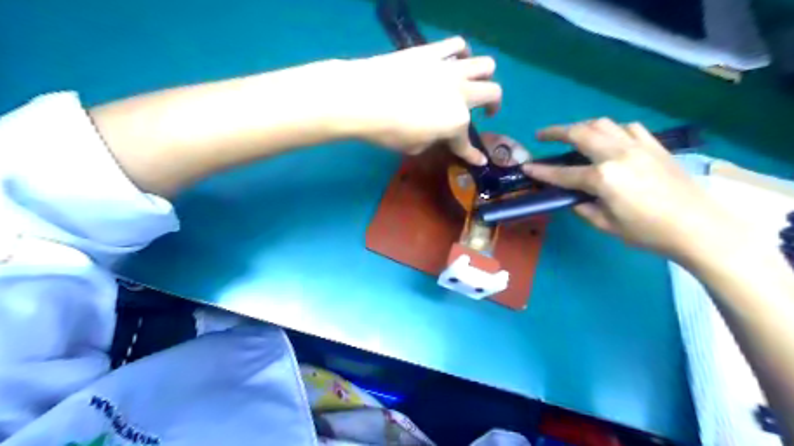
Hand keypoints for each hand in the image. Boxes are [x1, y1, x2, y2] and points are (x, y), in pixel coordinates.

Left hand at [326, 37, 496, 164]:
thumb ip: (434, 139)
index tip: (479, 160)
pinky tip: (455, 60)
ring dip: (484, 76)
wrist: (361, 98)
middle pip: (493, 92)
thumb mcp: (414, 147)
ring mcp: (449, 69)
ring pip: (485, 64)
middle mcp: (461, 93)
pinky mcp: (432, 52)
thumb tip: (438, 134)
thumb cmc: (387, 131)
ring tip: (473, 82)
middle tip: (485, 112)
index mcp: (456, 122)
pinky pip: (457, 44)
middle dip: (493, 105)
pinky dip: (462, 53)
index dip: (473, 155)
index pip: (467, 143)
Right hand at [526, 117, 741, 259]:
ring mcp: (638, 146)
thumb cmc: (648, 232)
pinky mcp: (654, 146)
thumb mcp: (607, 225)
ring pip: (603, 124)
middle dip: (556, 132)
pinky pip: (628, 129)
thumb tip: (573, 198)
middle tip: (542, 135)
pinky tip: (610, 139)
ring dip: (582, 127)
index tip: (526, 167)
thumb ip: (584, 208)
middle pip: (580, 133)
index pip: (563, 173)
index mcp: (603, 178)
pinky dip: (612, 130)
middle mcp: (617, 155)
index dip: (541, 171)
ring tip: (573, 135)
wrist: (698, 227)